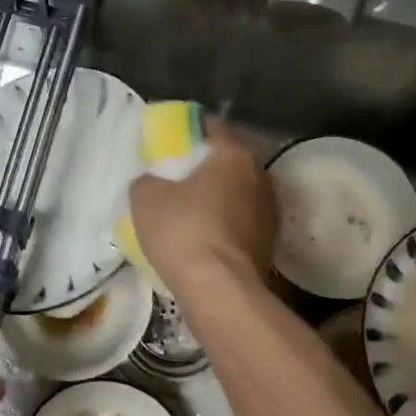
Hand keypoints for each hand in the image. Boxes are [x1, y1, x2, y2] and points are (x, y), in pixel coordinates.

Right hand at [128, 118, 275, 292]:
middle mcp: (261, 175)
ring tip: (191, 208)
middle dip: (207, 164)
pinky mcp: (270, 243)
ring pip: (239, 192)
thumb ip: (148, 180)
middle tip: (178, 173)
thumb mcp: (145, 198)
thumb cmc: (183, 231)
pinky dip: (226, 223)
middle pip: (230, 160)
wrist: (220, 290)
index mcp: (234, 155)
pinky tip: (204, 236)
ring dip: (219, 196)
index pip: (213, 126)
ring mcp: (270, 211)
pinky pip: (242, 221)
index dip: (190, 128)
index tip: (172, 136)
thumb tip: (153, 182)